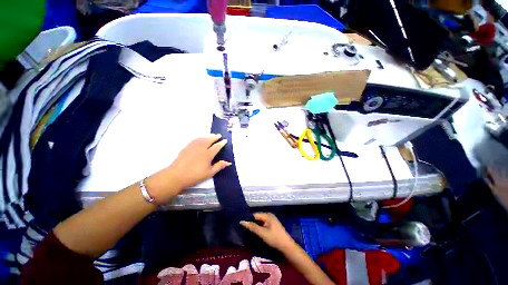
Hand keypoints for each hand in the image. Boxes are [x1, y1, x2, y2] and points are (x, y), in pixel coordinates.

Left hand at [147, 134, 230, 202]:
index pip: (217, 146)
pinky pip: (195, 140)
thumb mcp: (209, 173)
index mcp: (208, 154)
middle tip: (219, 135)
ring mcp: (193, 147)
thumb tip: (228, 162)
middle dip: (215, 137)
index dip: (221, 143)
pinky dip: (200, 137)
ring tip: (212, 135)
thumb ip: (219, 166)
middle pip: (209, 140)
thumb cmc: (195, 175)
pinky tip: (201, 138)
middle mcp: (201, 148)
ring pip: (202, 138)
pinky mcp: (187, 147)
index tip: (225, 140)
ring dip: (208, 136)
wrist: (176, 175)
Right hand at [240, 213, 296, 252]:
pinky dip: (259, 228)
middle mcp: (269, 216)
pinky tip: (255, 233)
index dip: (248, 219)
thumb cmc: (275, 239)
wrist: (287, 247)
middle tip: (243, 228)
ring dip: (255, 226)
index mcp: (267, 215)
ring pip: (260, 222)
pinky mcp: (272, 226)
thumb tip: (242, 221)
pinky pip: (263, 225)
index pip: (254, 215)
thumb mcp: (262, 233)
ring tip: (247, 231)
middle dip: (251, 223)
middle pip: (257, 218)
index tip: (241, 224)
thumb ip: (252, 227)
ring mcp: (271, 221)